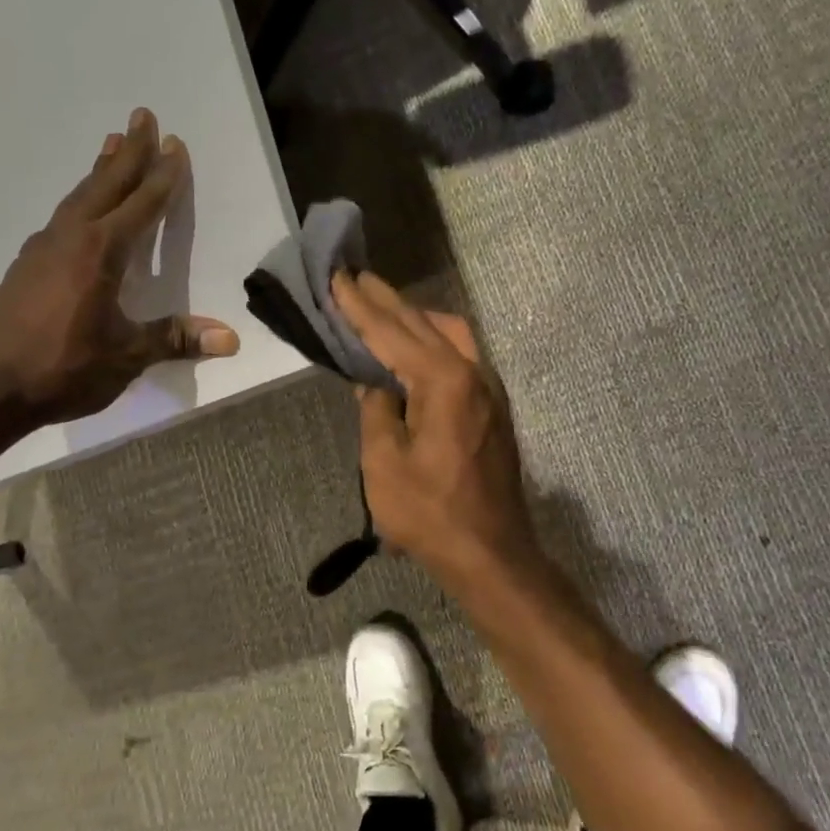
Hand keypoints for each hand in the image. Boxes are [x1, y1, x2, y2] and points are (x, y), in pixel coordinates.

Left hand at [0, 108, 239, 424]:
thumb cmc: (64, 369)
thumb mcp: (127, 357)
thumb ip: (175, 339)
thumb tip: (231, 339)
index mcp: (100, 253)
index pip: (141, 205)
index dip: (162, 176)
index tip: (175, 145)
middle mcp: (71, 239)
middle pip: (106, 184)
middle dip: (129, 151)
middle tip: (143, 116)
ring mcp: (42, 249)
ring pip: (79, 196)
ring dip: (100, 169)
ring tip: (111, 144)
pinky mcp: (25, 265)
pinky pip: (61, 217)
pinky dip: (79, 199)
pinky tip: (78, 209)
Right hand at [331, 270, 540, 584]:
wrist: (490, 553)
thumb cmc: (429, 512)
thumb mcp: (384, 463)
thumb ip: (376, 410)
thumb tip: (373, 383)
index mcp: (443, 381)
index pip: (391, 333)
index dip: (360, 306)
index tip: (337, 277)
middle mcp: (472, 373)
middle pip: (424, 323)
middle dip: (387, 300)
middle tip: (356, 277)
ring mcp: (488, 389)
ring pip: (450, 334)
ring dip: (414, 316)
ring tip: (382, 307)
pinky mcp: (492, 407)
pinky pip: (460, 355)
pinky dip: (432, 339)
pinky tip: (415, 346)